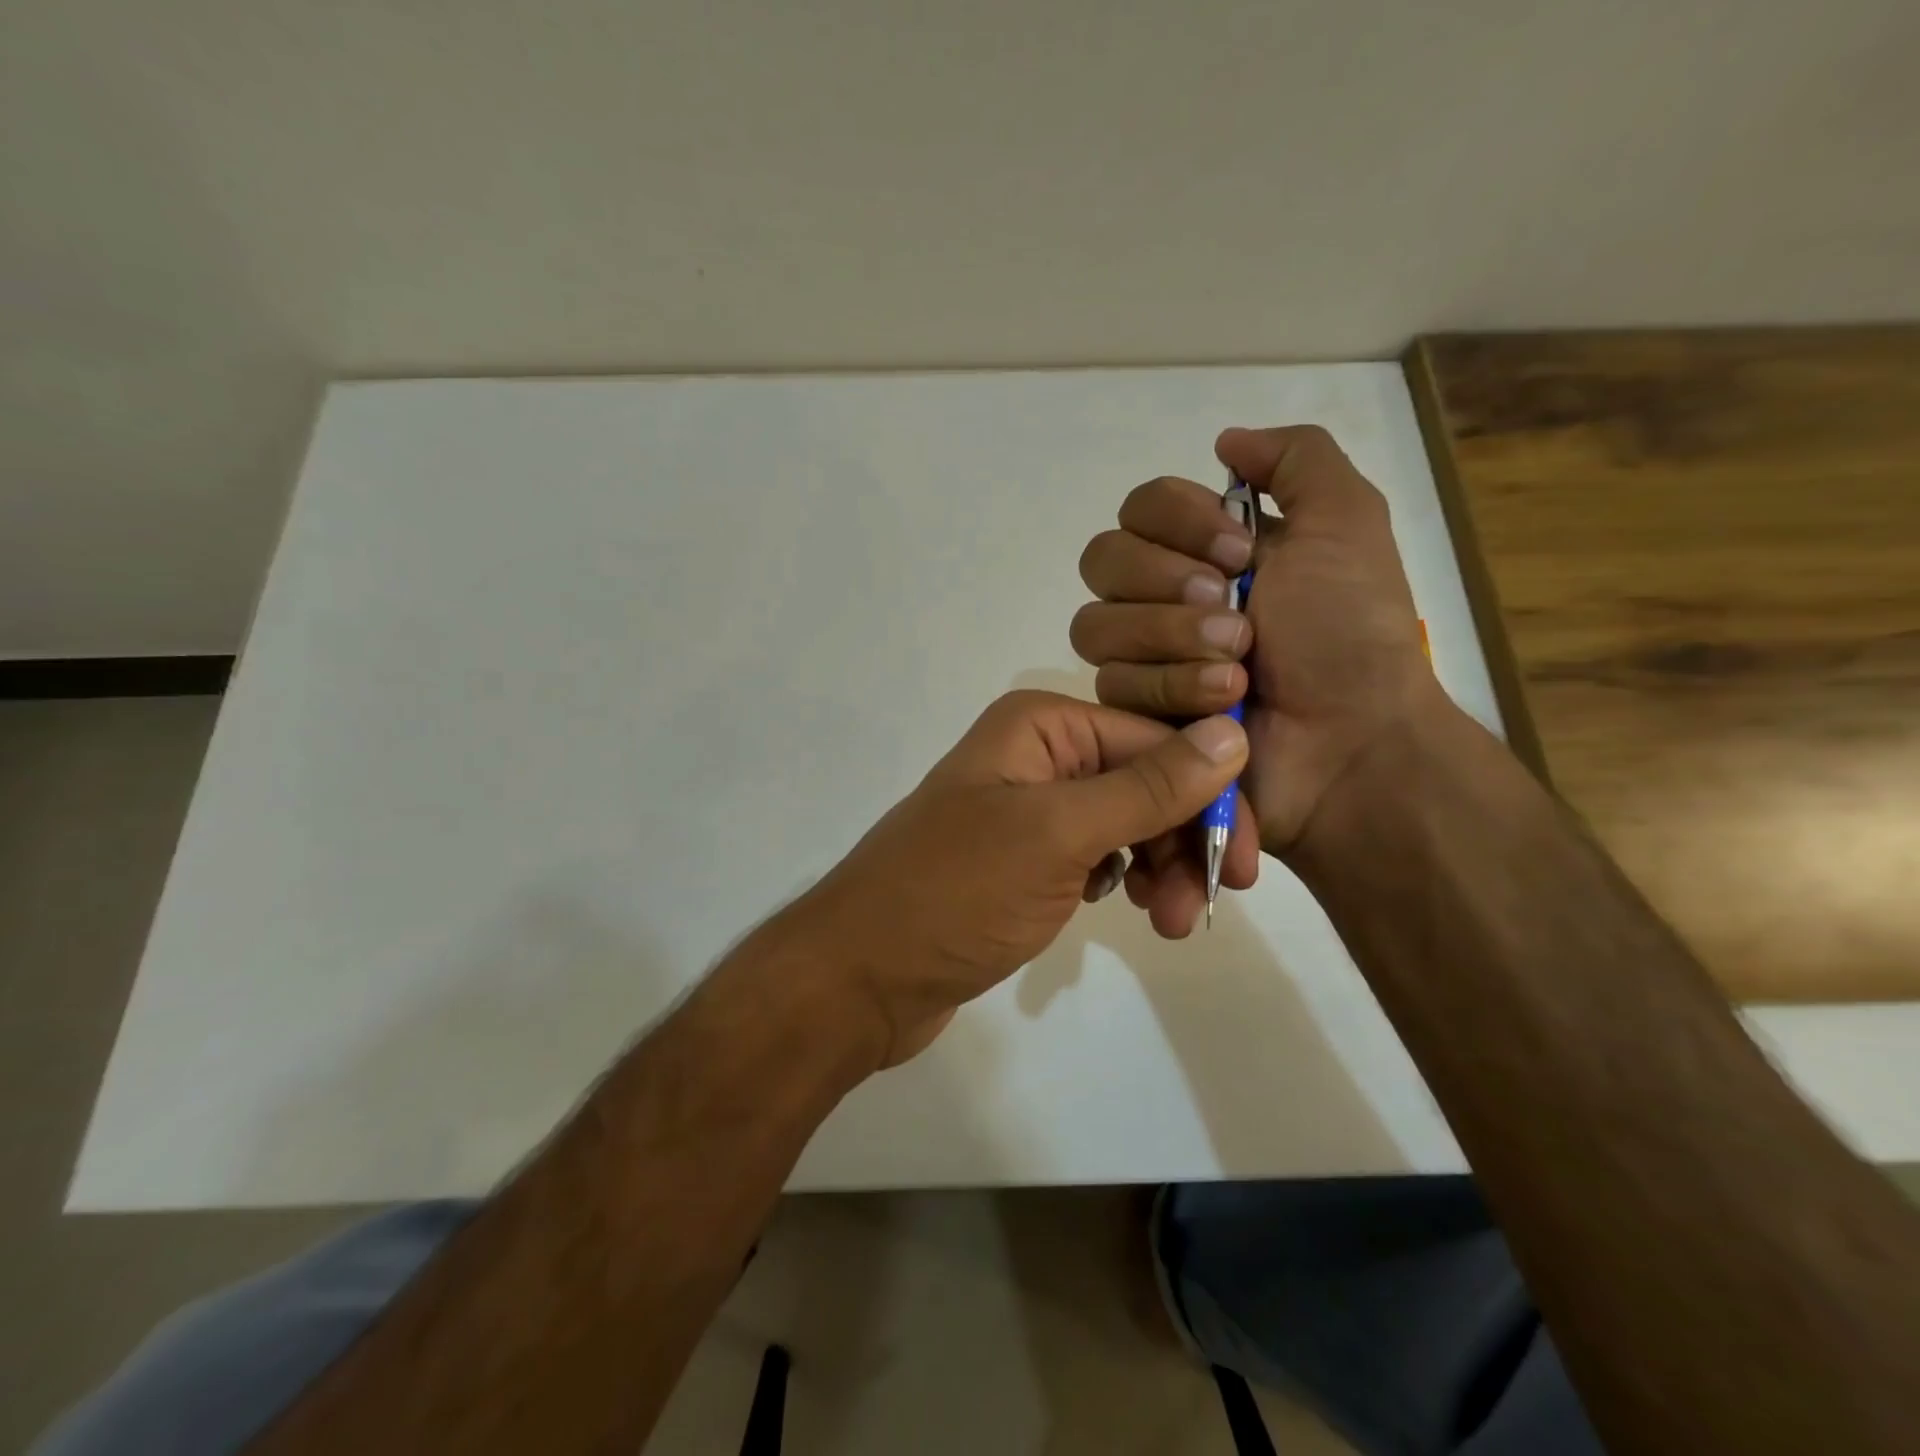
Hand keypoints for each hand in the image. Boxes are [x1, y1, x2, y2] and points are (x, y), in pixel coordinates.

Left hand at [793, 690, 1245, 1066]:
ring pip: (1125, 822)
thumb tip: (1231, 734)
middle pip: (1143, 781)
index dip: (1208, 796)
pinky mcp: (1023, 858)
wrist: (861, 975)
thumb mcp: (1059, 835)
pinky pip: (1096, 853)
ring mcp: (1028, 809)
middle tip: (1203, 905)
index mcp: (1040, 725)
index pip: (1155, 741)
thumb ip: (1147, 787)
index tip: (1244, 865)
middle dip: (1181, 839)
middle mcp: (1036, 755)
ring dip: (1157, 866)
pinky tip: (1123, 906)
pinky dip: (1121, 877)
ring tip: (1166, 923)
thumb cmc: (955, 893)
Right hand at [1070, 425, 1439, 857]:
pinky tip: (1223, 704)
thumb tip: (1224, 439)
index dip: (1176, 521)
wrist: (1353, 741)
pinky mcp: (1135, 711)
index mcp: (1208, 548)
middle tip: (1234, 608)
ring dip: (1171, 639)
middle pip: (1102, 559)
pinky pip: (1110, 683)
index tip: (1240, 552)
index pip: (1139, 507)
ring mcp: (1144, 656)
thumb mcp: (1346, 523)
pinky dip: (1172, 687)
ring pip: (1095, 625)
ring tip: (1238, 667)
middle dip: (1167, 582)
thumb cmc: (1349, 632)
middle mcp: (1164, 595)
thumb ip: (1295, 459)